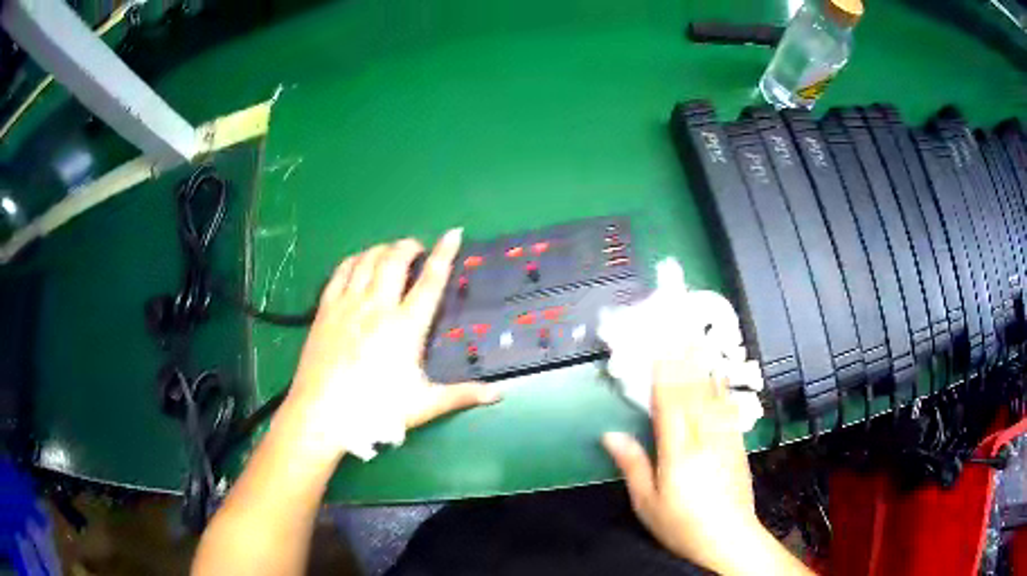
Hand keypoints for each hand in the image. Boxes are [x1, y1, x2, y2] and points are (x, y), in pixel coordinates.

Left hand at [284, 228, 500, 460]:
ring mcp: (348, 304)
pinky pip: (341, 271)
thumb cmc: (376, 410)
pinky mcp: (326, 309)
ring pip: (367, 259)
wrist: (322, 413)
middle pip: (395, 259)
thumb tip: (499, 395)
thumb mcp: (424, 404)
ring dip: (383, 249)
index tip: (454, 233)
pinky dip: (354, 260)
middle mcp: (377, 306)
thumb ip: (462, 395)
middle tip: (417, 249)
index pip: (430, 280)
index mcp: (406, 326)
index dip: (444, 253)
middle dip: (409, 246)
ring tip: (391, 253)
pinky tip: (359, 264)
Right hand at [603, 357, 808, 574]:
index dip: (664, 374)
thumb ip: (632, 465)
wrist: (728, 537)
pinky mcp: (737, 446)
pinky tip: (719, 377)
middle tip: (679, 333)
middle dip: (685, 361)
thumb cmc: (681, 523)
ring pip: (713, 397)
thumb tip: (611, 434)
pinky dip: (721, 389)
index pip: (670, 404)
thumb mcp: (647, 503)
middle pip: (693, 393)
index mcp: (678, 452)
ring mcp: (725, 440)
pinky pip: (728, 410)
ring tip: (698, 343)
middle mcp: (704, 438)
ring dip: (703, 368)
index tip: (659, 348)